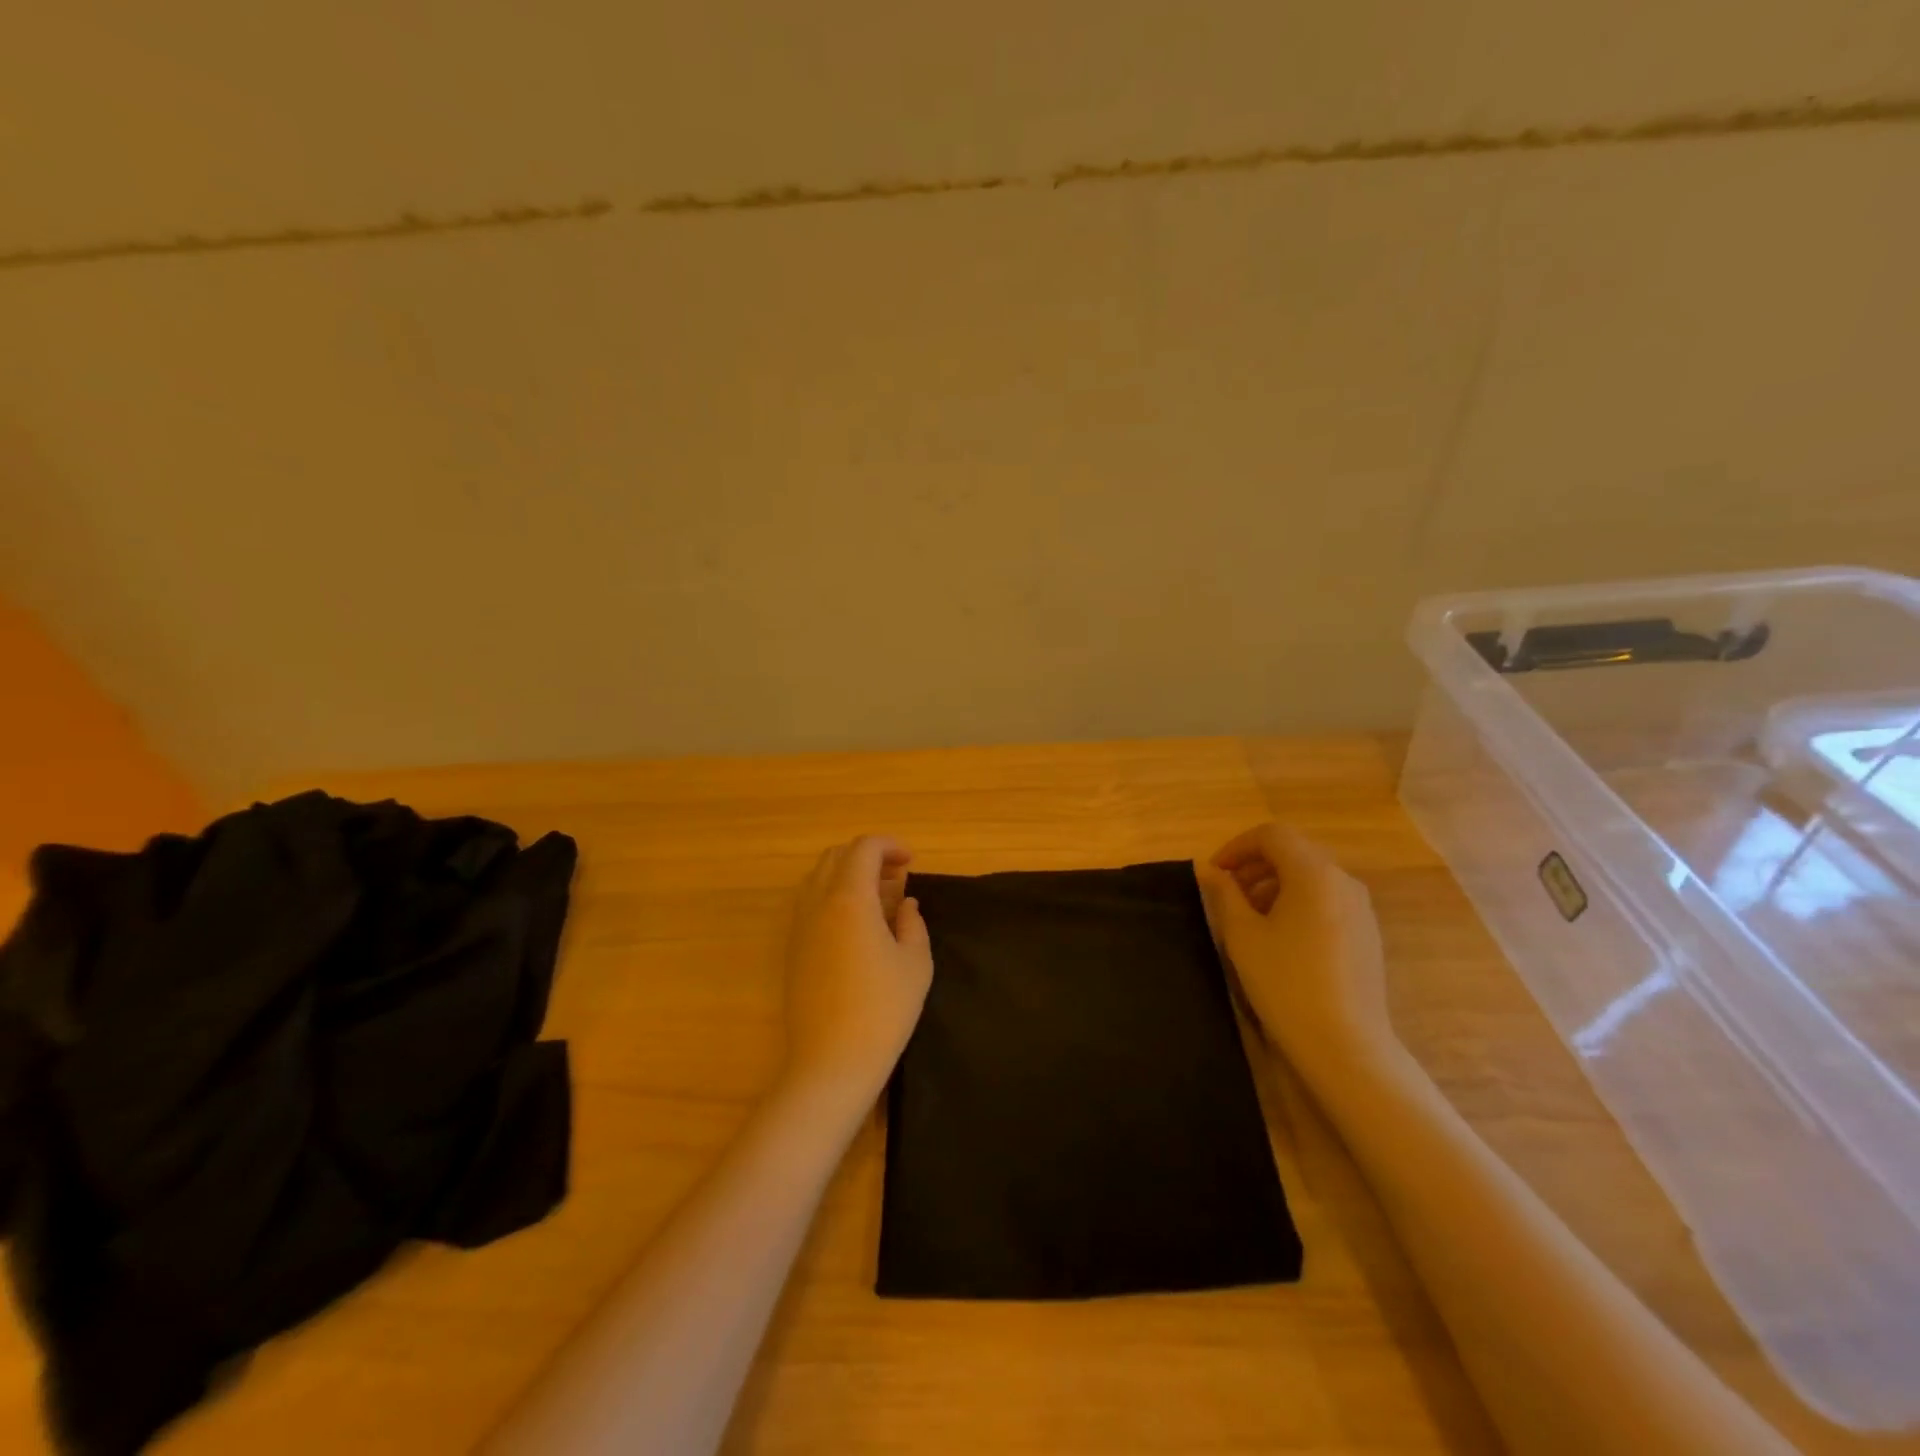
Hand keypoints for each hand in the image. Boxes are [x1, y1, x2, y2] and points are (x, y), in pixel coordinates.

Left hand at [779, 835, 933, 1110]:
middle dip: (868, 856)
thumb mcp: (915, 963)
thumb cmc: (883, 1010)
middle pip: (837, 856)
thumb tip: (905, 904)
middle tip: (896, 877)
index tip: (911, 862)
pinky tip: (855, 925)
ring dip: (847, 875)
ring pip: (818, 878)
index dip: (890, 845)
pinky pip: (809, 903)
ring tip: (877, 899)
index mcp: (850, 899)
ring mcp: (800, 926)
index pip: (864, 848)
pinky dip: (832, 896)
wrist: (831, 1062)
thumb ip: (912, 923)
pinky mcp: (792, 950)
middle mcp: (818, 903)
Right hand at [1195, 824, 1394, 1082]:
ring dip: (1275, 884)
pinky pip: (1327, 900)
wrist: (1346, 1045)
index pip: (1272, 835)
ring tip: (1249, 916)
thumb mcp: (1242, 935)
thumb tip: (1212, 871)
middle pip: (1294, 852)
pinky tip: (1281, 937)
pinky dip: (1298, 902)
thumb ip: (1224, 894)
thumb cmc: (1286, 983)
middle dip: (1255, 865)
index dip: (1237, 846)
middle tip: (1226, 892)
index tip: (1215, 873)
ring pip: (1311, 877)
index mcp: (1314, 873)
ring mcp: (1361, 908)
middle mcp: (1343, 881)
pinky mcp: (1367, 934)